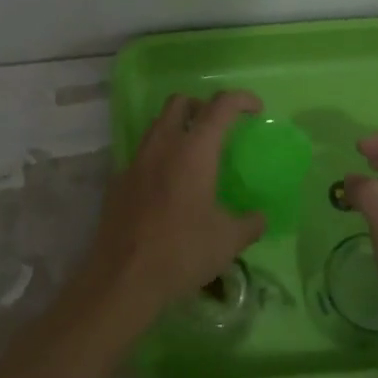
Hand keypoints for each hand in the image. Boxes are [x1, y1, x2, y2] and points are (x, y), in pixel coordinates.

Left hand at [84, 91, 267, 321]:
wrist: (123, 278)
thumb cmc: (182, 252)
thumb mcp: (228, 241)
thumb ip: (250, 223)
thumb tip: (260, 218)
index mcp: (194, 151)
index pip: (220, 106)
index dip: (241, 99)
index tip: (255, 109)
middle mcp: (162, 146)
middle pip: (179, 102)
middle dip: (201, 106)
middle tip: (218, 127)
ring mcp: (135, 161)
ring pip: (156, 126)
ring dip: (177, 128)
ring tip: (194, 156)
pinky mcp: (117, 182)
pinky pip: (141, 155)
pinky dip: (158, 157)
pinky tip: (167, 187)